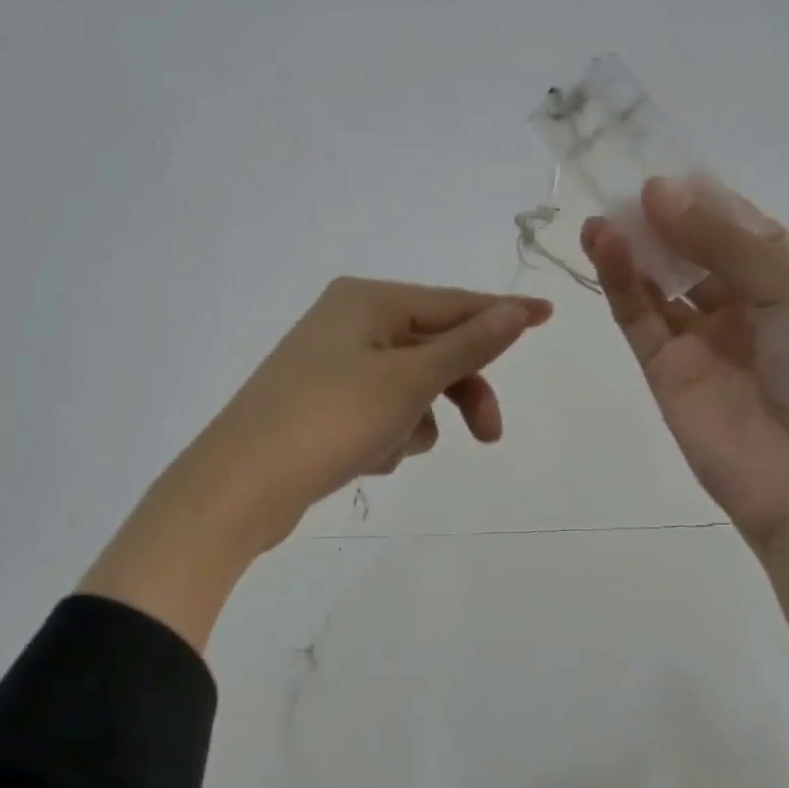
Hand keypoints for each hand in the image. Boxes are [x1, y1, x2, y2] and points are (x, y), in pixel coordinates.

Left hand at [179, 277, 552, 553]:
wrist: (240, 487)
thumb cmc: (331, 420)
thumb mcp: (409, 380)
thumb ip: (469, 344)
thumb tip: (517, 308)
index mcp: (367, 301)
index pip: (453, 303)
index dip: (502, 314)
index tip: (548, 316)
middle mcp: (347, 322)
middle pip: (431, 349)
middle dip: (459, 392)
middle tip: (489, 436)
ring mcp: (330, 364)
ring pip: (408, 387)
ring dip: (414, 420)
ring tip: (388, 447)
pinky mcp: (320, 404)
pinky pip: (378, 411)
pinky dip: (384, 434)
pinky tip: (363, 458)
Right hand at [582, 176, 788, 553]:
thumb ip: (726, 242)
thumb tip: (659, 192)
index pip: (741, 229)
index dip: (706, 199)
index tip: (667, 168)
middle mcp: (745, 308)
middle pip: (694, 251)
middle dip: (664, 218)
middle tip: (622, 183)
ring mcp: (701, 341)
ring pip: (659, 282)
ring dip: (633, 245)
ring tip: (604, 212)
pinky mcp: (663, 371)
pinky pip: (638, 316)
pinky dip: (619, 279)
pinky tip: (604, 243)